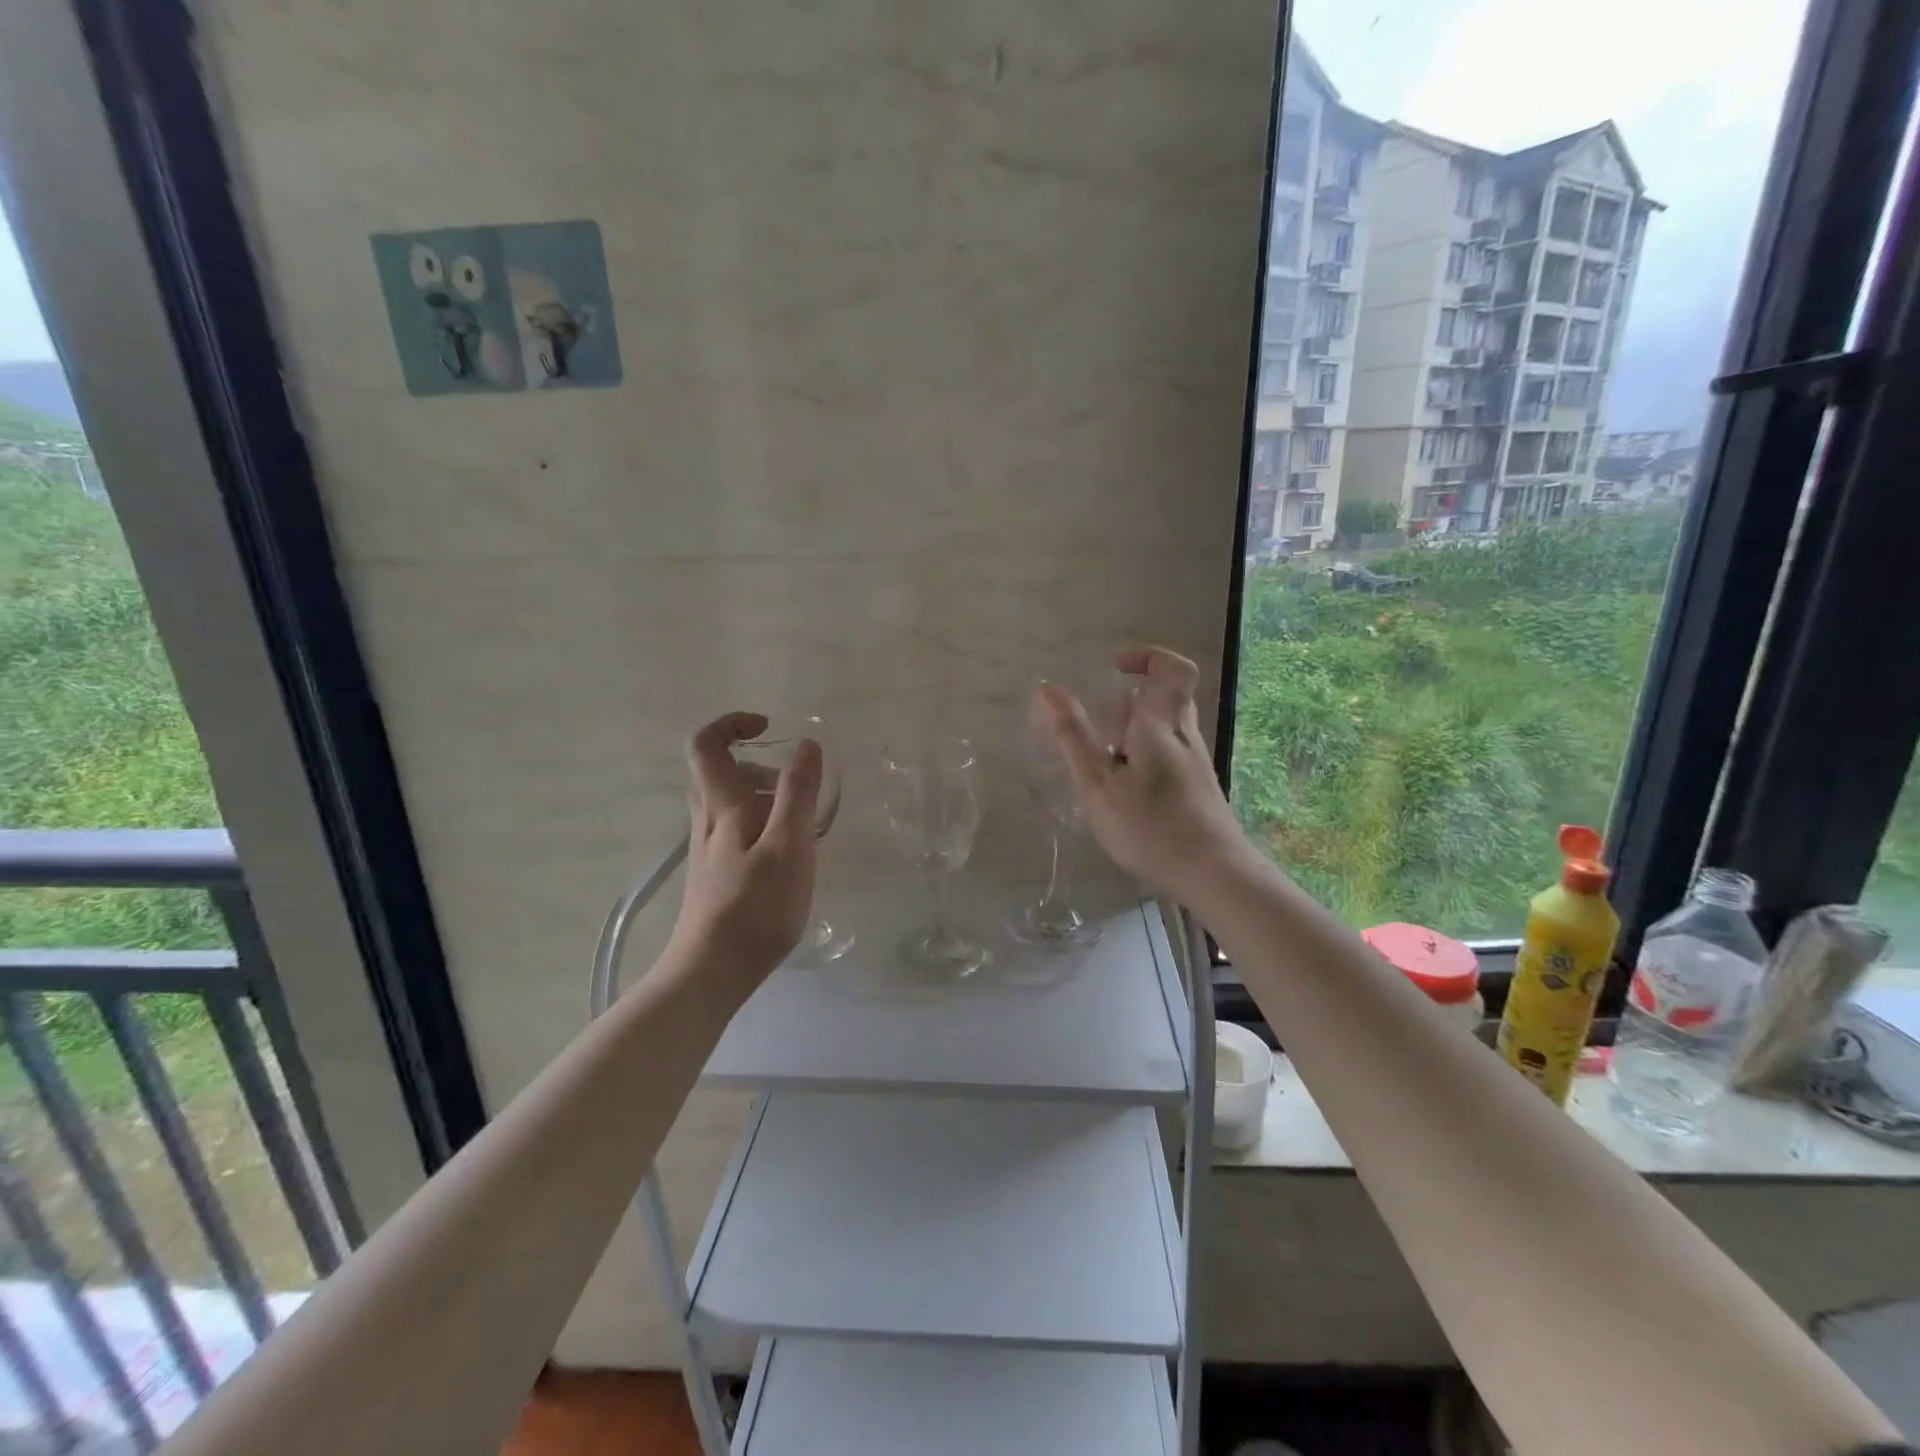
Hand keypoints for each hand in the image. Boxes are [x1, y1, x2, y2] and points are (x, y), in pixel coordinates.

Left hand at [670, 711, 821, 993]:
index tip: (769, 728)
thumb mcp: (789, 846)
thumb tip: (806, 744)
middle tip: (793, 783)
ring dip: (761, 795)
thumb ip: (798, 793)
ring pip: (726, 802)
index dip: (732, 724)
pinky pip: (733, 830)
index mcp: (722, 806)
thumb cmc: (755, 907)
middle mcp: (707, 821)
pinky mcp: (714, 875)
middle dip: (755, 763)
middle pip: (716, 772)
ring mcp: (707, 850)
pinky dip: (760, 825)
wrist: (711, 972)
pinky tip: (787, 856)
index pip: (706, 745)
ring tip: (800, 822)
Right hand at [1037, 646, 1250, 902]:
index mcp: (1161, 725)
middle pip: (1164, 699)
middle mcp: (1184, 736)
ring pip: (1164, 729)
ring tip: (1104, 771)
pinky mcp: (1197, 787)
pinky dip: (1142, 759)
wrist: (1214, 875)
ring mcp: (1195, 763)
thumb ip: (1072, 737)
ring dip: (1132, 736)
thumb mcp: (1098, 784)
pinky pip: (1168, 754)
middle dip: (1127, 706)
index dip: (1148, 657)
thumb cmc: (1150, 826)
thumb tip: (1047, 689)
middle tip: (1098, 734)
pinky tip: (1125, 794)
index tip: (1116, 667)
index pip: (1172, 669)